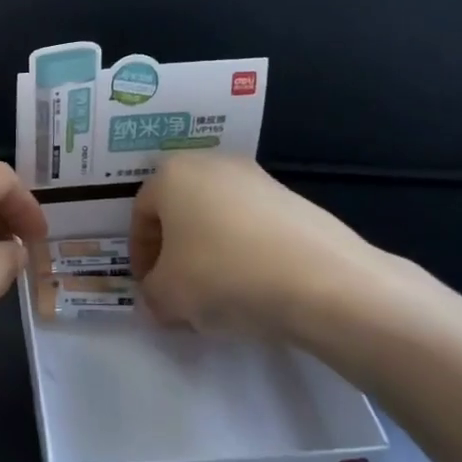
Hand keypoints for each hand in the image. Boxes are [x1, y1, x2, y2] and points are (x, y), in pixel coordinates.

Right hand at [130, 154, 407, 340]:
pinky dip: (243, 253)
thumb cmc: (223, 275)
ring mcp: (257, 178)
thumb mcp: (167, 296)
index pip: (140, 214)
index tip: (149, 289)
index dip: (140, 256)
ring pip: (216, 218)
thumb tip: (159, 297)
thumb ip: (151, 295)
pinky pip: (251, 227)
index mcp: (171, 173)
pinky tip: (253, 288)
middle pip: (180, 211)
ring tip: (217, 296)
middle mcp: (211, 164)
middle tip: (177, 291)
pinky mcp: (292, 200)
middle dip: (174, 252)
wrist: (321, 281)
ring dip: (208, 253)